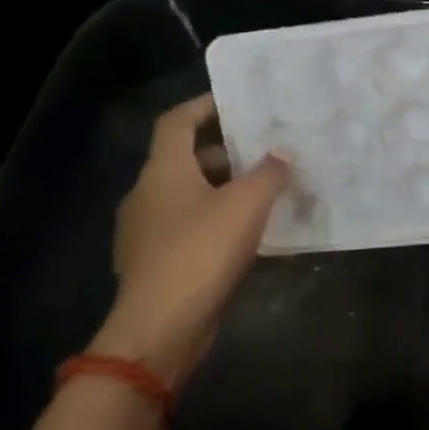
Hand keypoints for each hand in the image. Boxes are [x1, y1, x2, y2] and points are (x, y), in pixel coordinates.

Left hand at [93, 94, 289, 383]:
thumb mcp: (248, 204)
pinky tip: (247, 231)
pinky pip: (187, 225)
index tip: (236, 101)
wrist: (160, 328)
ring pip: (187, 194)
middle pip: (184, 158)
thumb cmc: (201, 252)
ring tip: (264, 188)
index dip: (204, 105)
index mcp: (163, 171)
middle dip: (224, 150)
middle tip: (263, 147)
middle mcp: (147, 194)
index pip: (176, 122)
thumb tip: (282, 153)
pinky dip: (215, 219)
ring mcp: (146, 231)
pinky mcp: (155, 261)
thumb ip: (269, 172)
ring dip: (222, 187)